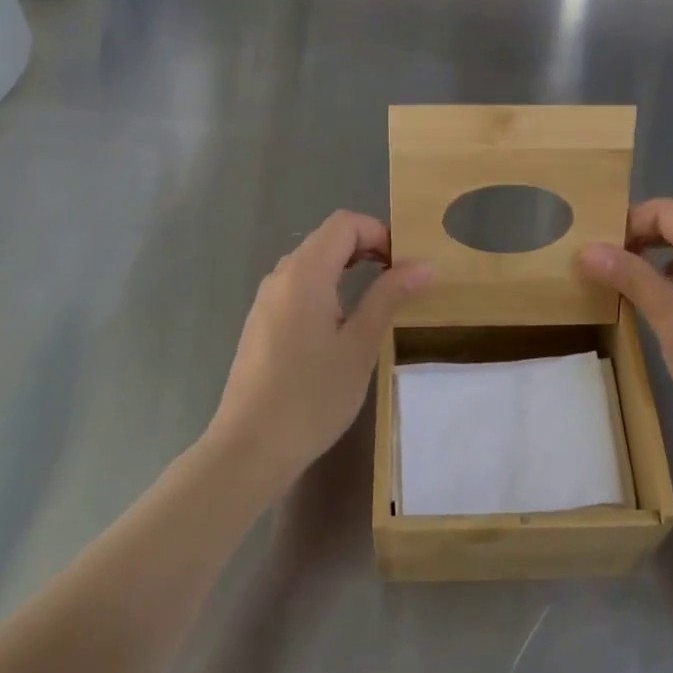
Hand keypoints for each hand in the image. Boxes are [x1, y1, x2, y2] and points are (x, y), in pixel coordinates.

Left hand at [209, 211, 430, 491]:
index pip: (344, 224)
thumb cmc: (312, 396)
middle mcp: (281, 276)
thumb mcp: (360, 345)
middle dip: (366, 248)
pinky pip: (297, 286)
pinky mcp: (260, 322)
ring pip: (311, 263)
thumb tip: (423, 265)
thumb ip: (389, 297)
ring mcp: (266, 299)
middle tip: (398, 280)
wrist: (250, 448)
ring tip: (374, 303)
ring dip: (346, 268)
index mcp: (305, 273)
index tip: (404, 265)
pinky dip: (325, 287)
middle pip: (327, 238)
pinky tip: (339, 326)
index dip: (378, 232)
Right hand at [579, 198, 672, 465]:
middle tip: (603, 266)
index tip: (598, 248)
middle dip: (638, 239)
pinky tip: (658, 307)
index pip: (666, 210)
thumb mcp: (670, 320)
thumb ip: (631, 277)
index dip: (629, 220)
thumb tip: (588, 248)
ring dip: (653, 260)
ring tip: (623, 285)